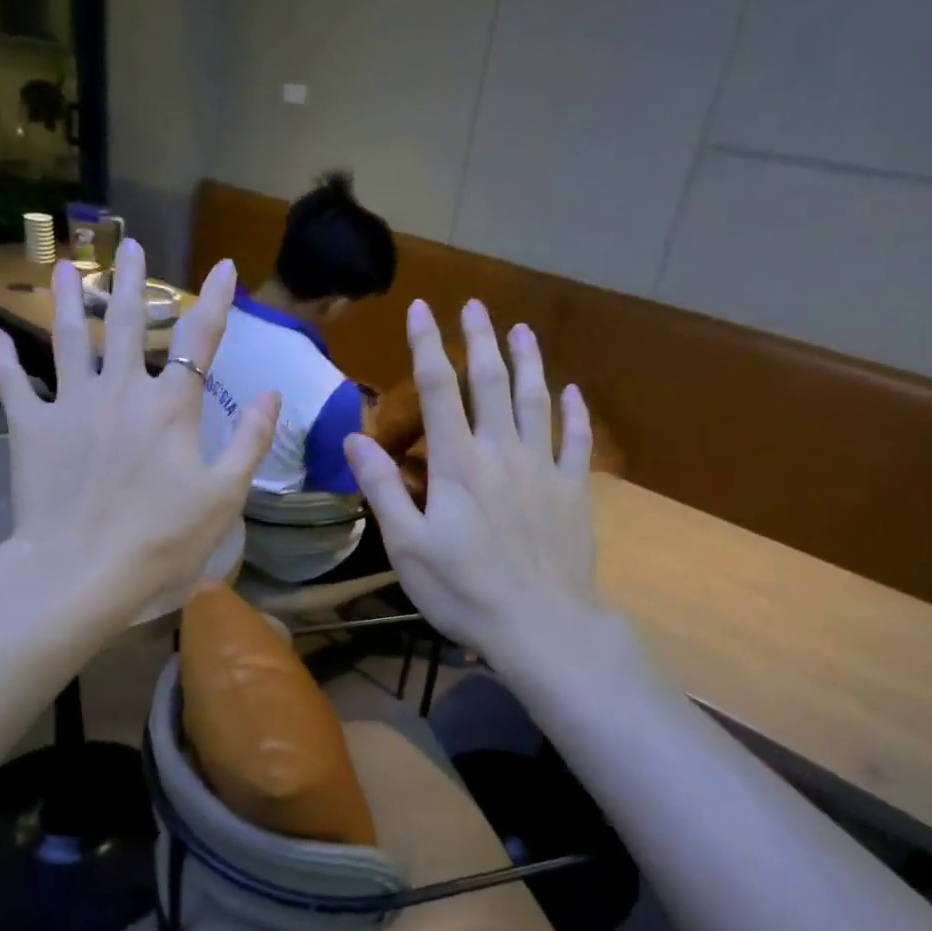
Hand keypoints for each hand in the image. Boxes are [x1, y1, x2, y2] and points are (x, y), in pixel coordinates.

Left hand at [0, 240, 278, 621]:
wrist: (82, 571)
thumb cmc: (161, 540)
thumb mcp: (224, 497)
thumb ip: (249, 442)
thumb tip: (271, 394)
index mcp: (170, 407)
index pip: (200, 340)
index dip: (214, 301)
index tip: (222, 267)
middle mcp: (120, 391)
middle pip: (126, 322)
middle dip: (131, 280)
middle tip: (130, 245)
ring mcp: (71, 405)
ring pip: (68, 338)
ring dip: (67, 299)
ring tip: (65, 267)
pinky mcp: (31, 429)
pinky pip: (13, 385)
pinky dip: (5, 361)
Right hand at [344, 299, 599, 674]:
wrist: (541, 626)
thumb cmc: (464, 591)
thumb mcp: (407, 546)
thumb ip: (383, 489)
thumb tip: (355, 439)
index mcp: (457, 463)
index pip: (439, 389)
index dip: (427, 346)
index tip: (422, 309)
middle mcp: (502, 452)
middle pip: (491, 382)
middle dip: (480, 340)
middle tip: (474, 305)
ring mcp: (543, 469)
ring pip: (536, 401)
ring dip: (528, 361)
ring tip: (522, 329)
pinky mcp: (574, 491)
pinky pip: (576, 441)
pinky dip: (574, 413)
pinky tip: (572, 392)